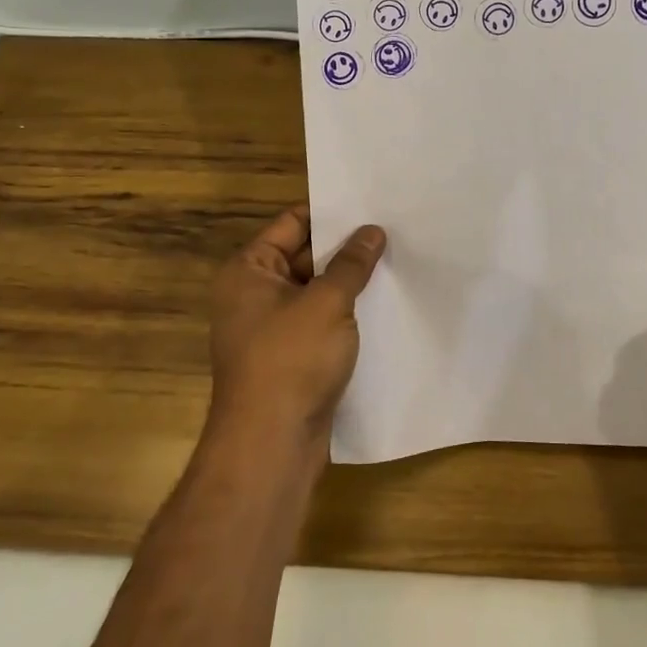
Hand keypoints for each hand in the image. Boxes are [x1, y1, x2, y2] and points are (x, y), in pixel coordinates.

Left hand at [208, 206, 386, 444]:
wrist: (271, 444)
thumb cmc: (291, 360)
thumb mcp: (327, 302)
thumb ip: (351, 264)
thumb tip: (373, 231)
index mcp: (249, 270)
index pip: (292, 223)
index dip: (330, 212)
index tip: (369, 202)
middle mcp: (254, 293)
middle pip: (305, 255)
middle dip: (346, 247)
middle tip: (393, 228)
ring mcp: (273, 327)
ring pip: (317, 290)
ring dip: (349, 281)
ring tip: (397, 259)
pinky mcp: (291, 356)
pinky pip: (321, 321)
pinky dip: (346, 312)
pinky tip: (384, 303)